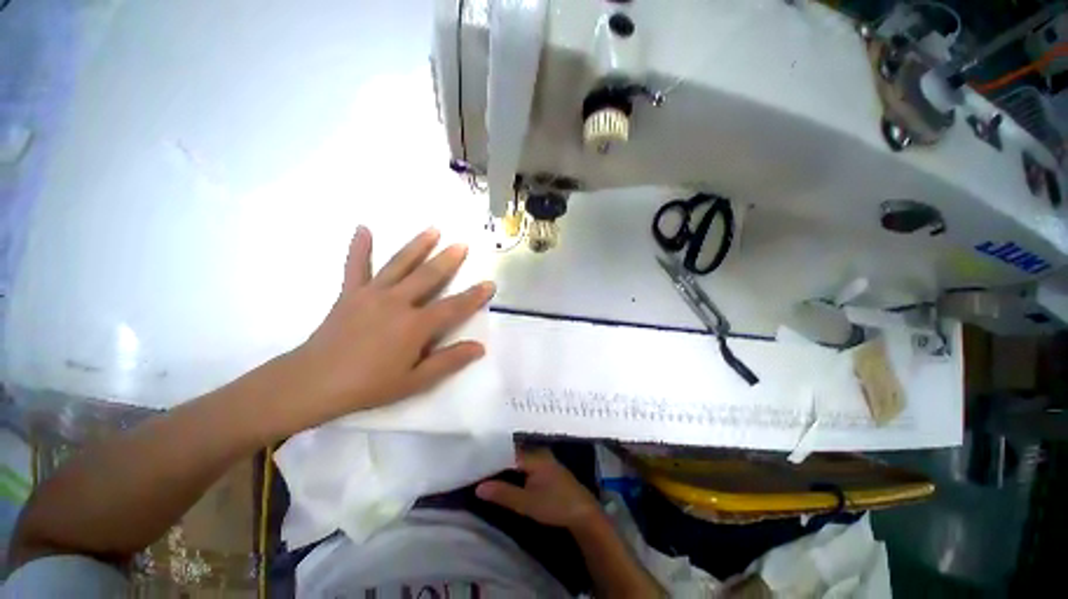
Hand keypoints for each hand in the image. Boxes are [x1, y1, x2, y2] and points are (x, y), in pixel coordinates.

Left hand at [276, 226, 494, 428]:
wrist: (313, 383)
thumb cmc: (369, 386)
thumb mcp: (415, 381)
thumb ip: (449, 361)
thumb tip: (480, 347)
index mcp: (415, 325)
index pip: (454, 307)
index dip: (474, 296)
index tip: (490, 284)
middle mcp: (397, 303)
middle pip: (429, 276)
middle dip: (449, 260)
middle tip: (462, 244)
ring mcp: (372, 294)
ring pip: (399, 264)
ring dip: (417, 245)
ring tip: (433, 229)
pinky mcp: (350, 293)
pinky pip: (355, 266)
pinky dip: (359, 247)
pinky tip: (363, 228)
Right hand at [476, 449, 602, 530]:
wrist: (583, 512)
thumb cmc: (556, 505)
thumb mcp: (527, 503)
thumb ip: (503, 494)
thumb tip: (478, 487)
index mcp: (534, 455)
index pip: (506, 451)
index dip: (490, 456)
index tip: (474, 460)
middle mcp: (538, 451)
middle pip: (512, 451)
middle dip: (496, 457)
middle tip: (477, 461)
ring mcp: (543, 458)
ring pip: (519, 455)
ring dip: (504, 461)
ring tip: (485, 464)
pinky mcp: (546, 466)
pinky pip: (525, 460)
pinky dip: (513, 465)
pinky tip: (504, 471)